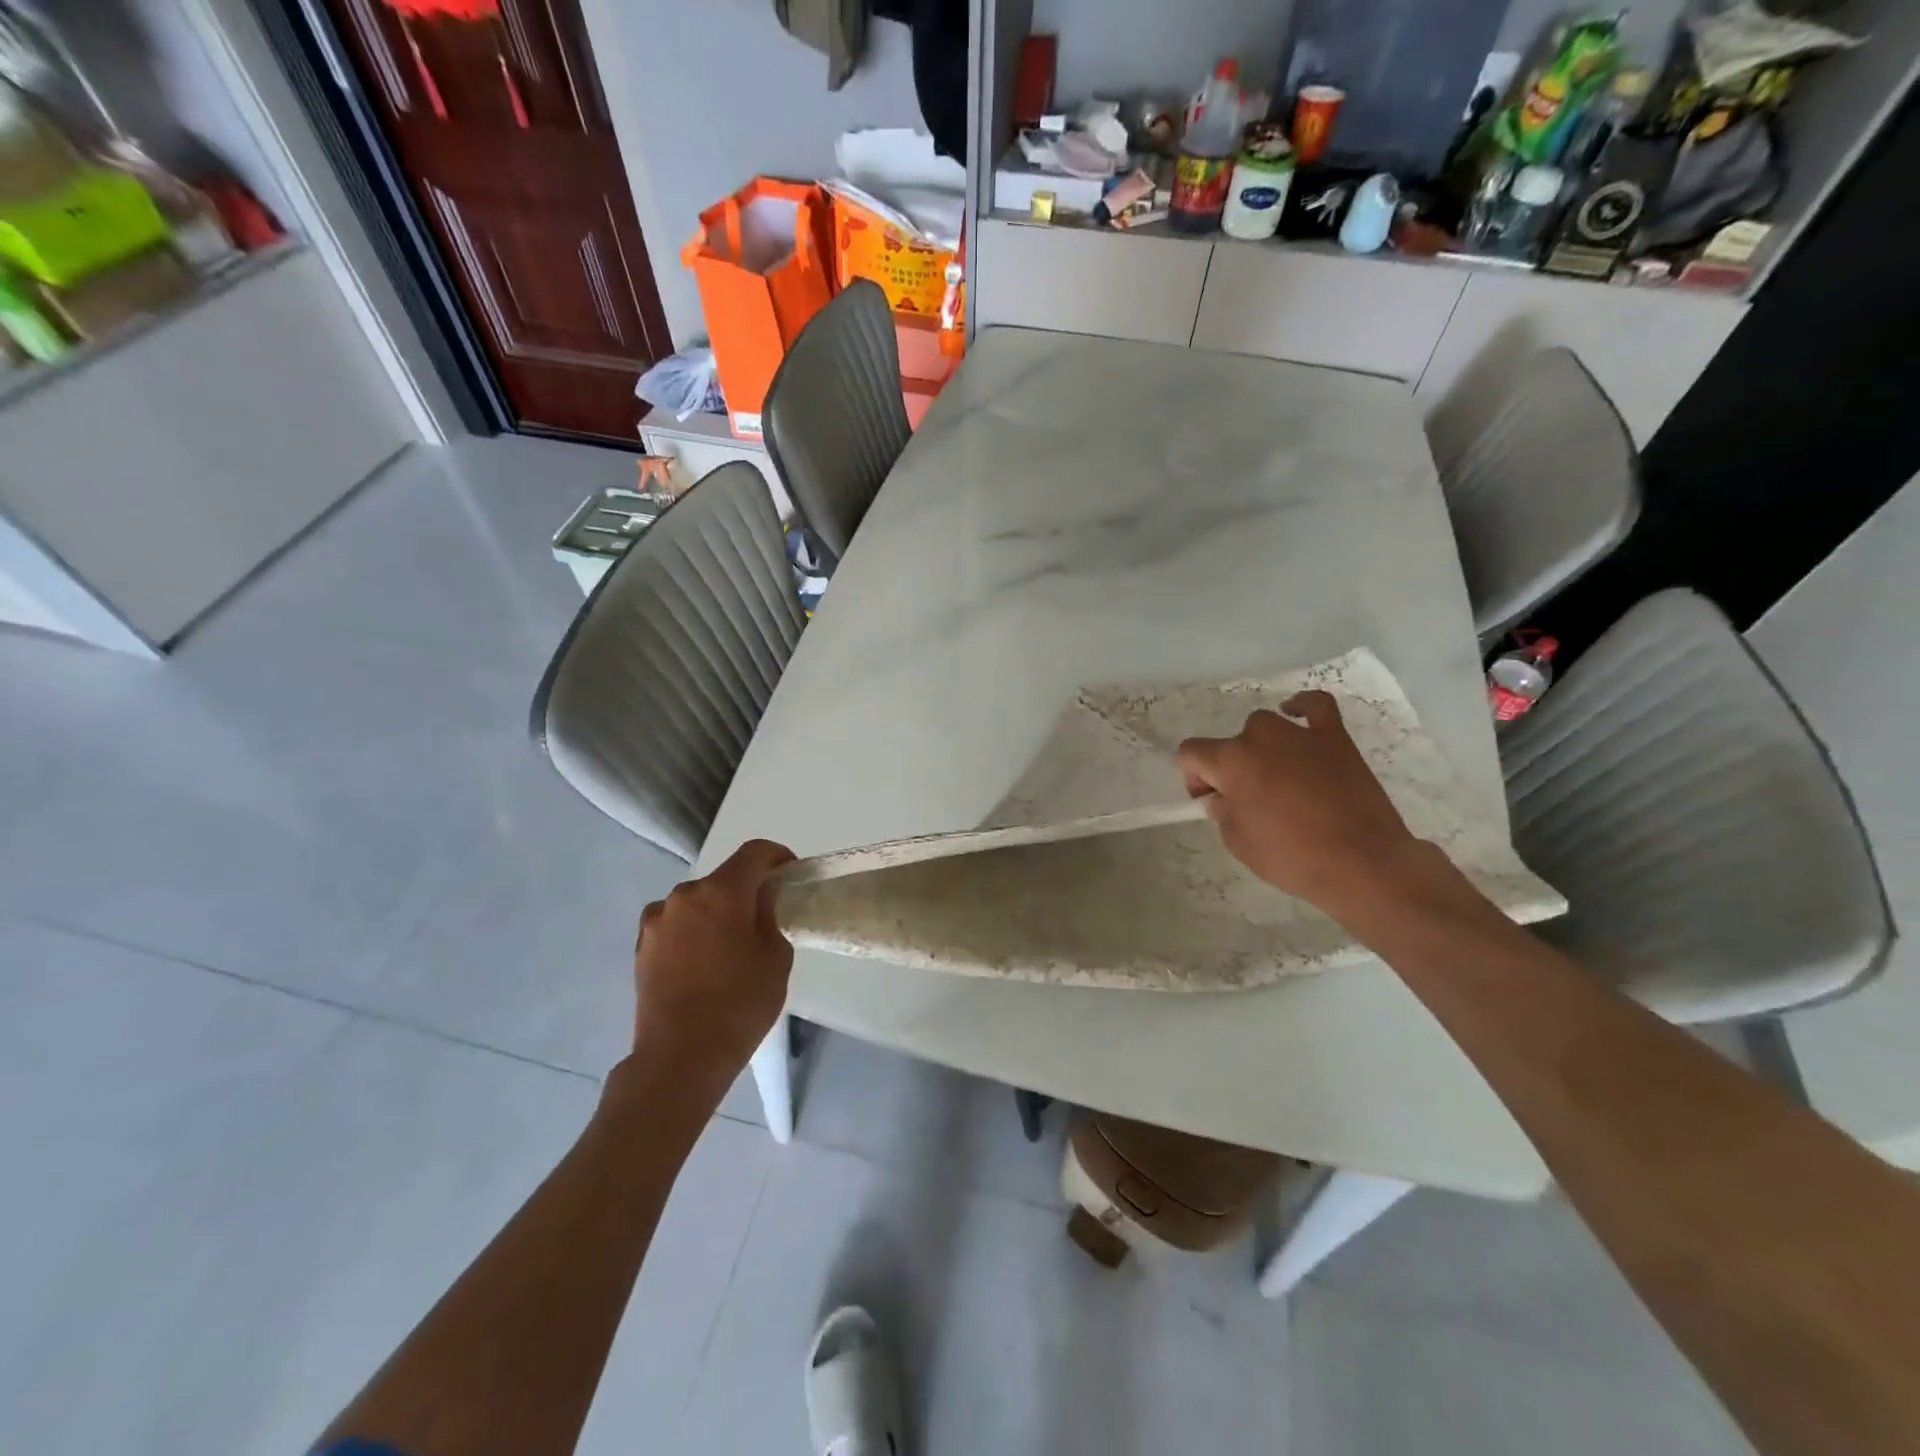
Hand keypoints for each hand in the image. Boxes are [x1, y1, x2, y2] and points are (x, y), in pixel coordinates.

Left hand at [631, 839, 795, 1094]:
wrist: (679, 1057)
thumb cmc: (739, 1005)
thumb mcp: (775, 957)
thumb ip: (770, 915)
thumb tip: (762, 898)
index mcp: (721, 892)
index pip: (754, 852)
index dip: (777, 856)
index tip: (790, 875)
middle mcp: (684, 895)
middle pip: (724, 878)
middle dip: (746, 890)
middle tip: (764, 919)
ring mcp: (657, 920)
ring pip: (698, 902)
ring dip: (717, 912)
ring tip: (731, 947)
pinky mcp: (642, 946)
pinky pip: (677, 924)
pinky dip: (694, 931)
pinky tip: (704, 963)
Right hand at [1175, 692, 1425, 919]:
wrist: (1361, 863)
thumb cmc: (1291, 857)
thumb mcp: (1237, 842)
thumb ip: (1222, 810)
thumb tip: (1221, 796)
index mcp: (1230, 762)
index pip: (1190, 753)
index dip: (1194, 777)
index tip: (1210, 801)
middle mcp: (1259, 737)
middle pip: (1231, 743)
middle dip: (1232, 768)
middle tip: (1250, 801)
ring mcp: (1299, 733)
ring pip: (1266, 726)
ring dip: (1263, 747)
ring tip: (1278, 776)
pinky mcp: (1335, 737)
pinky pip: (1315, 705)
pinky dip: (1302, 706)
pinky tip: (1296, 713)